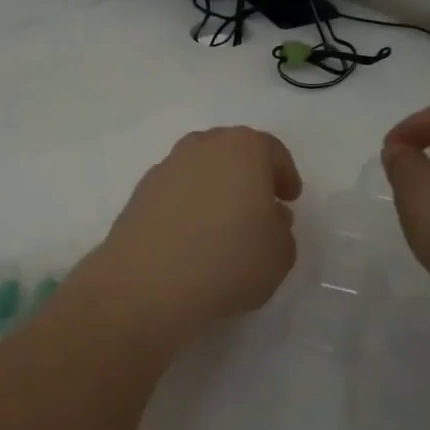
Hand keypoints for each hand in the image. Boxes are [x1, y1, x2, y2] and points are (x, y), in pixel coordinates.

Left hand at [81, 127, 302, 334]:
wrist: (148, 282)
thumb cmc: (228, 260)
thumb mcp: (280, 254)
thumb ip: (281, 229)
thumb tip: (268, 216)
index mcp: (243, 149)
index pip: (271, 150)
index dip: (284, 174)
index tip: (289, 197)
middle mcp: (202, 147)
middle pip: (232, 151)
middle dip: (248, 174)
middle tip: (259, 204)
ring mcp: (167, 166)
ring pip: (200, 168)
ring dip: (215, 187)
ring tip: (224, 223)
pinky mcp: (141, 192)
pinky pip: (176, 190)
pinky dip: (188, 204)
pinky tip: (192, 236)